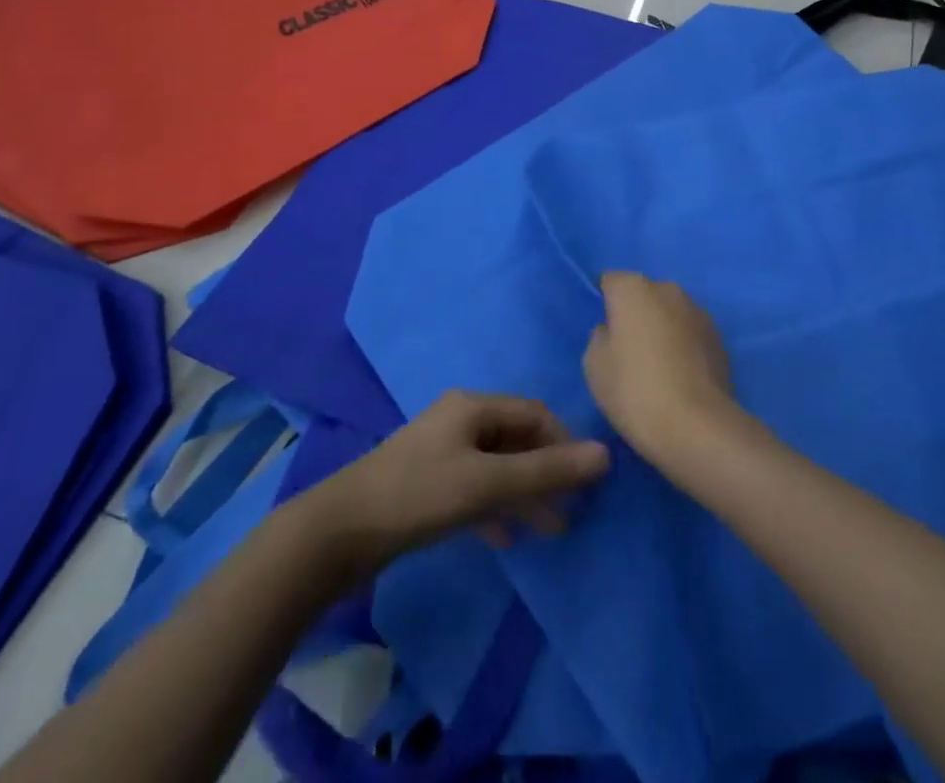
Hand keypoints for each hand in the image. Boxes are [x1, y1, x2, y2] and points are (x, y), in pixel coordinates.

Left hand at [324, 391, 609, 561]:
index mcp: (473, 407)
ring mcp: (440, 452)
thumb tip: (605, 455)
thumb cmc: (419, 495)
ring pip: (496, 467)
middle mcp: (459, 420)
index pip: (534, 414)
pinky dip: (494, 508)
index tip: (585, 481)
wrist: (338, 532)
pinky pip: (473, 488)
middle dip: (546, 472)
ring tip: (550, 529)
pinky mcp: (426, 484)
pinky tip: (505, 538)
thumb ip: (546, 472)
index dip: (564, 442)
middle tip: (573, 509)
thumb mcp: (487, 483)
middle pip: (516, 440)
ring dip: (524, 494)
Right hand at [584, 272, 737, 464]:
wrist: (696, 426)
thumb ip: (600, 337)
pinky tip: (679, 377)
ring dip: (662, 329)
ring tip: (656, 367)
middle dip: (636, 314)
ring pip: (670, 313)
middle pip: (644, 295)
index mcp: (633, 288)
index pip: (611, 282)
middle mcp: (668, 289)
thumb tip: (613, 330)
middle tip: (627, 351)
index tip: (603, 332)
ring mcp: (698, 311)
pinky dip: (683, 346)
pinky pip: (690, 334)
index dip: (604, 304)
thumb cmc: (634, 390)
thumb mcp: (594, 366)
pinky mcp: (719, 338)